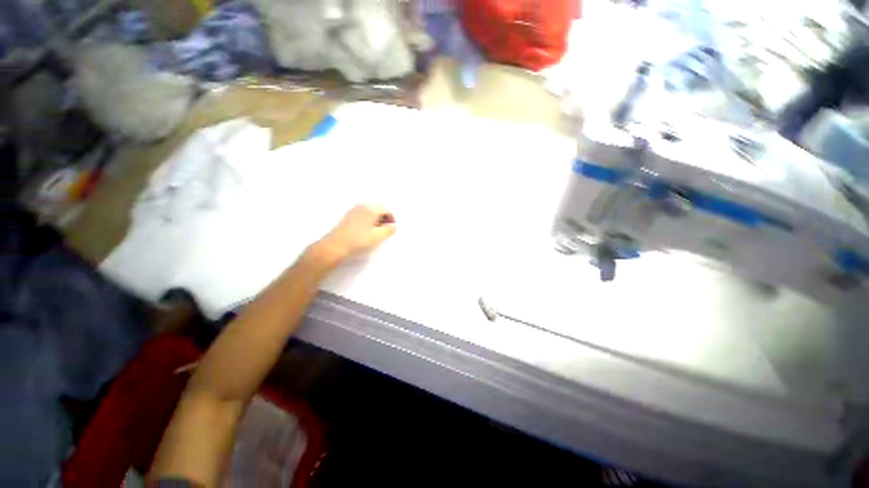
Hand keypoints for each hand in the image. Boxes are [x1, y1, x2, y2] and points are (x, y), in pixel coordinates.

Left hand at [313, 205, 396, 264]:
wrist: (334, 247)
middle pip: (378, 208)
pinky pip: (362, 215)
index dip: (392, 218)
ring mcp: (353, 211)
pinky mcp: (347, 217)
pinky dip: (368, 221)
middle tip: (385, 230)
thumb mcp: (378, 237)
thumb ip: (389, 230)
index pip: (386, 209)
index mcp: (371, 209)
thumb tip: (393, 225)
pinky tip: (366, 232)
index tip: (392, 229)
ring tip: (376, 232)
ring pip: (370, 212)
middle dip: (384, 218)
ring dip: (376, 220)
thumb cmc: (359, 241)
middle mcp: (362, 206)